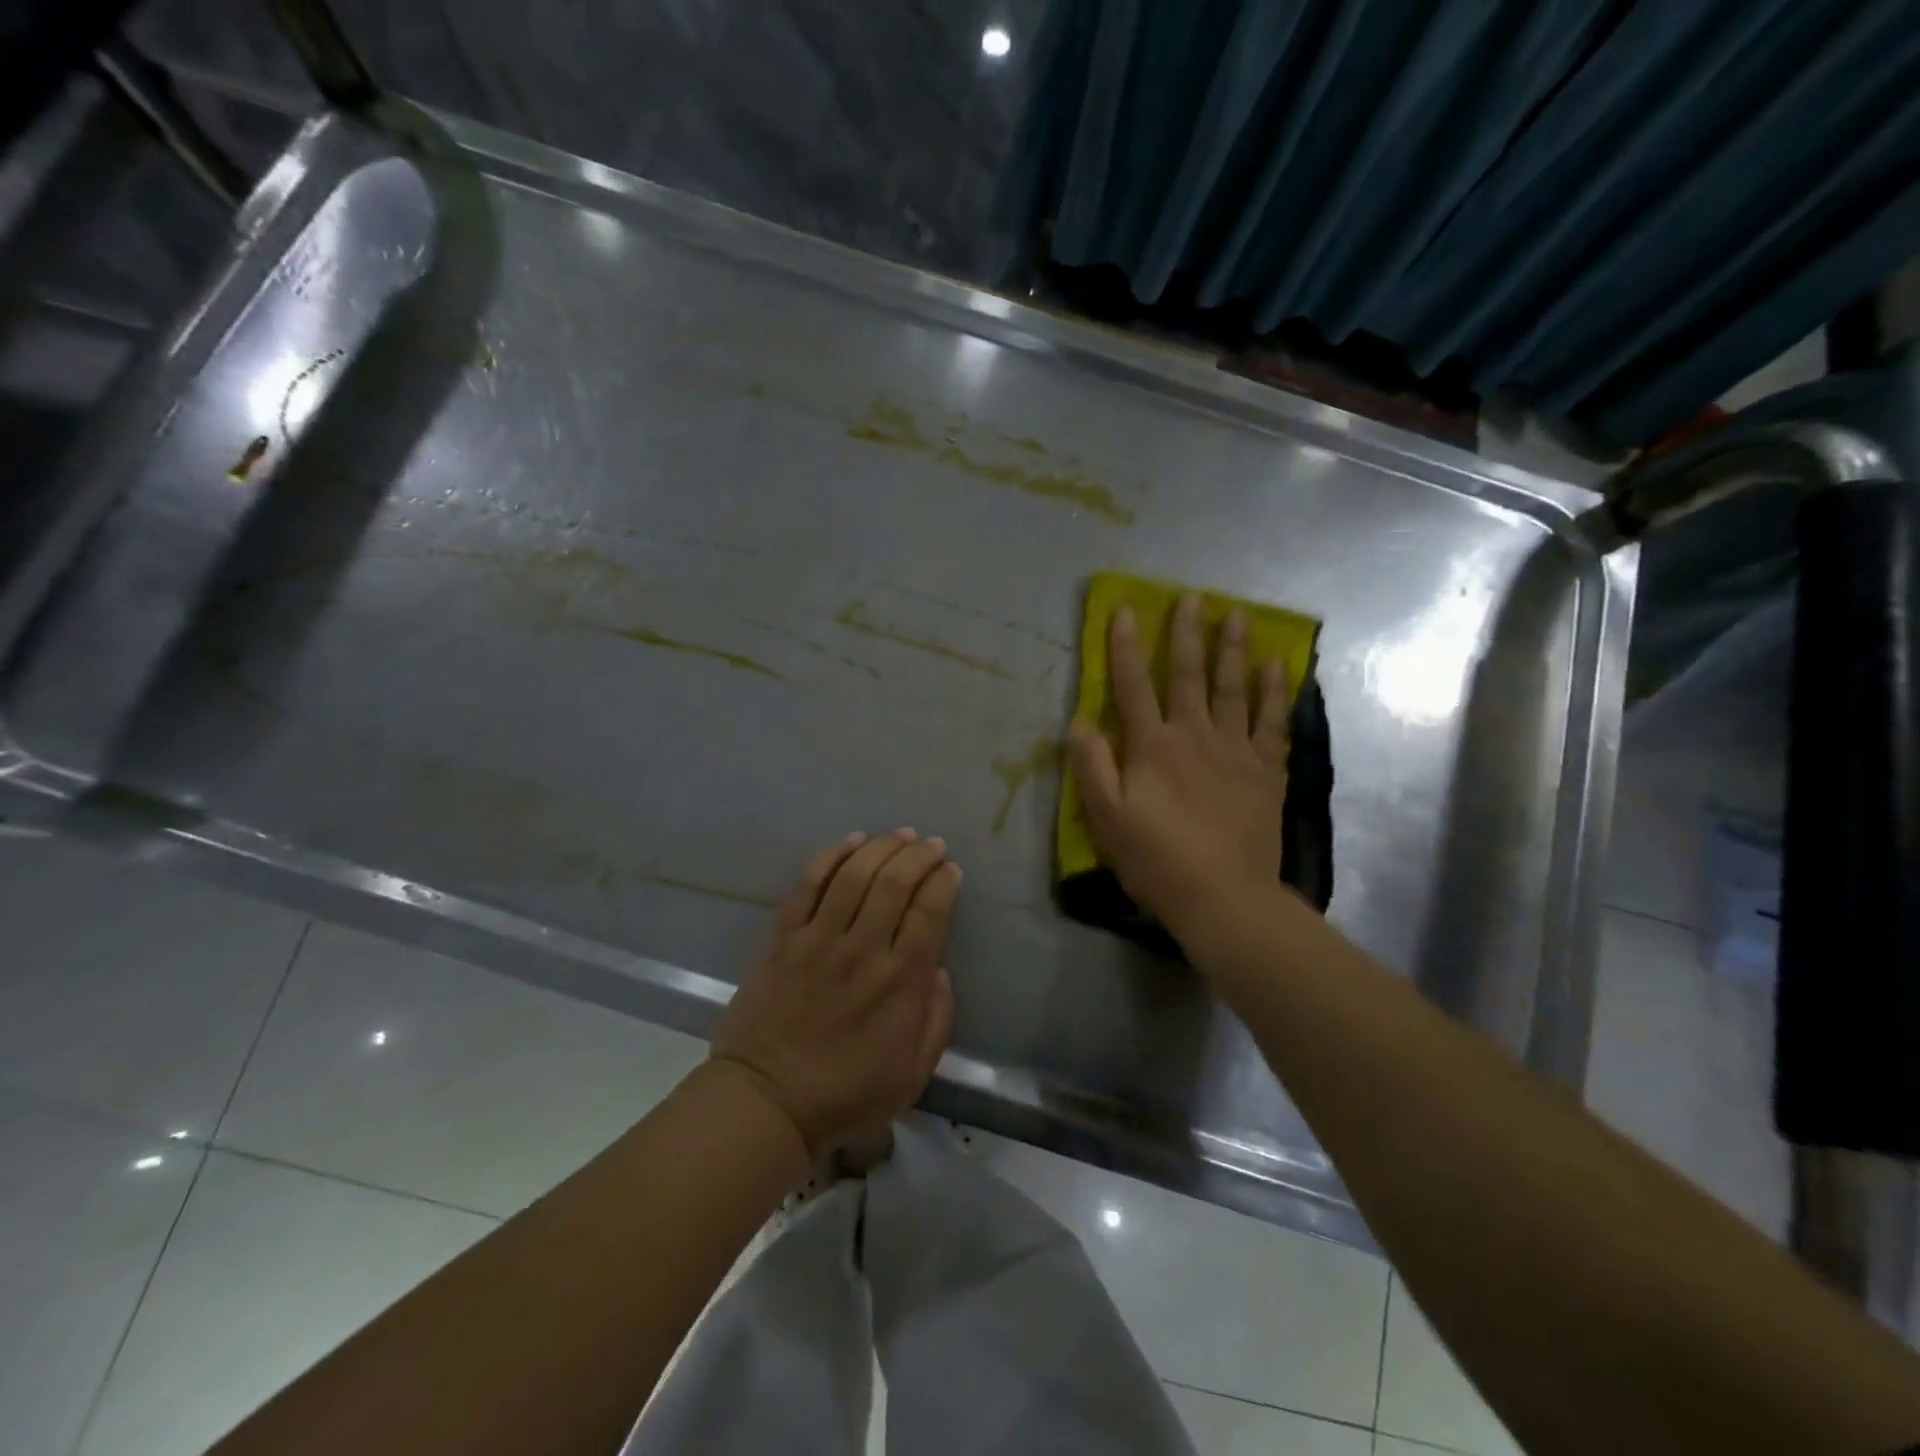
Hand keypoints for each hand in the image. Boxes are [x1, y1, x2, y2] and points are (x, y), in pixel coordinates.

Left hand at [710, 829, 959, 1158]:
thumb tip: (938, 971)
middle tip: (931, 844)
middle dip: (918, 855)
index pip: (929, 913)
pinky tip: (850, 842)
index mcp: (899, 982)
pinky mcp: (784, 939)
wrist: (766, 1101)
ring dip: (881, 847)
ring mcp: (819, 940)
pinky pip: (808, 886)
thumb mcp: (914, 1074)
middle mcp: (862, 950)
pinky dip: (831, 858)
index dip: (943, 883)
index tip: (950, 869)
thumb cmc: (847, 1094)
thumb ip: (937, 1019)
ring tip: (899, 835)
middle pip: (895, 883)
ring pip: (854, 875)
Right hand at [1068, 593, 1291, 941]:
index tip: (1125, 611)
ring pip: (1234, 689)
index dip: (1126, 648)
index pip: (1133, 687)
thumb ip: (1092, 767)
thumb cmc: (1157, 860)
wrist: (1224, 897)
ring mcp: (1235, 751)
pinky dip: (1276, 692)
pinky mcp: (1265, 772)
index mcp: (1152, 747)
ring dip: (1234, 650)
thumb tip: (1079, 722)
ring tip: (1238, 616)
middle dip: (1187, 634)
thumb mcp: (1108, 819)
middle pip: (1189, 676)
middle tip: (1193, 597)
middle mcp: (1195, 736)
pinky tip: (1278, 667)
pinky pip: (1273, 722)